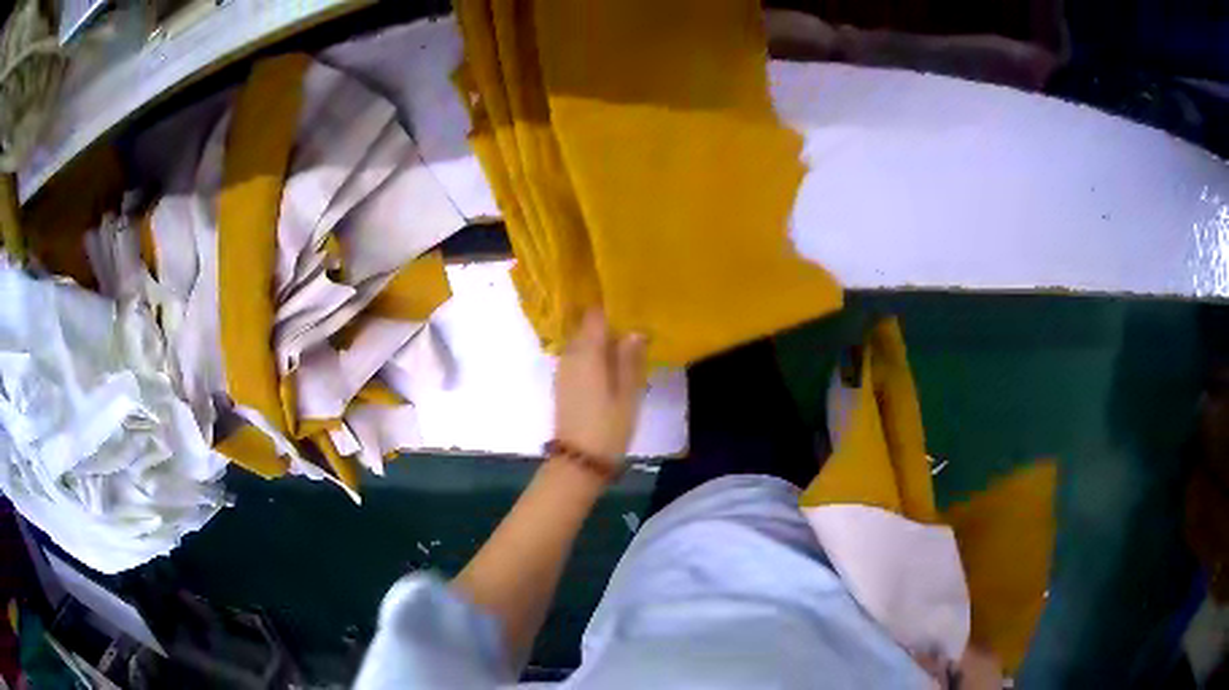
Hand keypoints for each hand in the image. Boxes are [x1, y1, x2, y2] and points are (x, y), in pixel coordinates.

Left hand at [554, 309, 647, 460]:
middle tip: (634, 325)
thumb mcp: (628, 394)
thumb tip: (634, 330)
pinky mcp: (563, 385)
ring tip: (627, 345)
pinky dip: (593, 356)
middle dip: (607, 323)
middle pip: (586, 327)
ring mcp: (563, 370)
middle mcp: (571, 356)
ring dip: (600, 341)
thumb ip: (630, 360)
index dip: (611, 307)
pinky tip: (611, 366)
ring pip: (581, 343)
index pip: (595, 316)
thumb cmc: (608, 427)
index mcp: (587, 353)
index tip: (631, 304)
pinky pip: (578, 358)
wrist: (578, 462)